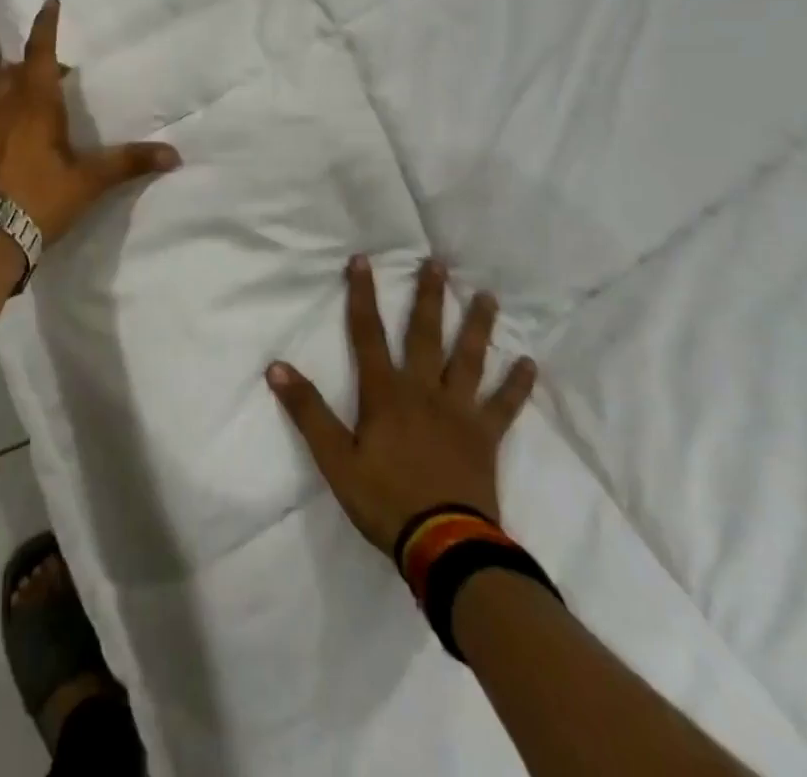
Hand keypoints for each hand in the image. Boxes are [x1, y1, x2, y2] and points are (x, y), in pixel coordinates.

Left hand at [0, 0, 180, 244]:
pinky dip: (3, 106)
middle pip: (15, 67)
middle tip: (58, 75)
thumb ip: (128, 163)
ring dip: (16, 83)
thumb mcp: (88, 181)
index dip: (46, 25)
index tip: (49, 1)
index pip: (39, 51)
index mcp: (33, 102)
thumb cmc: (38, 198)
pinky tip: (16, 134)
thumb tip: (174, 155)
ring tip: (38, 102)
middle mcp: (3, 103)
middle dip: (35, 63)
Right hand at [267, 255, 536, 554]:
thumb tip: (277, 367)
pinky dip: (517, 385)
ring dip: (477, 325)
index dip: (362, 295)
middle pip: (425, 334)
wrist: (445, 546)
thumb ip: (308, 411)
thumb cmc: (384, 500)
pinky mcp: (485, 437)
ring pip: (469, 359)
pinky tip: (529, 363)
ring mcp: (459, 412)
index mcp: (385, 393)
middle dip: (428, 296)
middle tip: (437, 263)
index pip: (368, 333)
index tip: (362, 260)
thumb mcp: (335, 459)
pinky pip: (504, 405)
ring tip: (487, 296)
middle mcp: (423, 390)